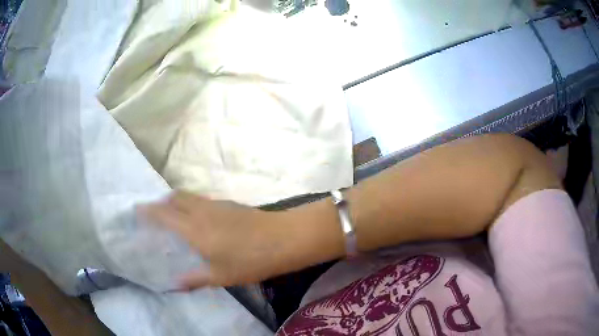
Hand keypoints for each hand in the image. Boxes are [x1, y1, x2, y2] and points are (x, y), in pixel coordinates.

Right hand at [141, 191, 290, 289]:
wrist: (283, 238)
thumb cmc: (250, 260)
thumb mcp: (220, 276)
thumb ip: (195, 279)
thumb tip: (174, 284)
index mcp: (194, 228)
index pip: (163, 214)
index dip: (148, 211)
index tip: (137, 210)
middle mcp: (201, 211)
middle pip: (175, 197)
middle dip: (160, 202)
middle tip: (153, 213)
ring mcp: (217, 204)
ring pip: (189, 196)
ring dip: (176, 201)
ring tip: (172, 215)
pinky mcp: (230, 204)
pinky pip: (201, 200)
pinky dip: (191, 203)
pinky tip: (197, 218)